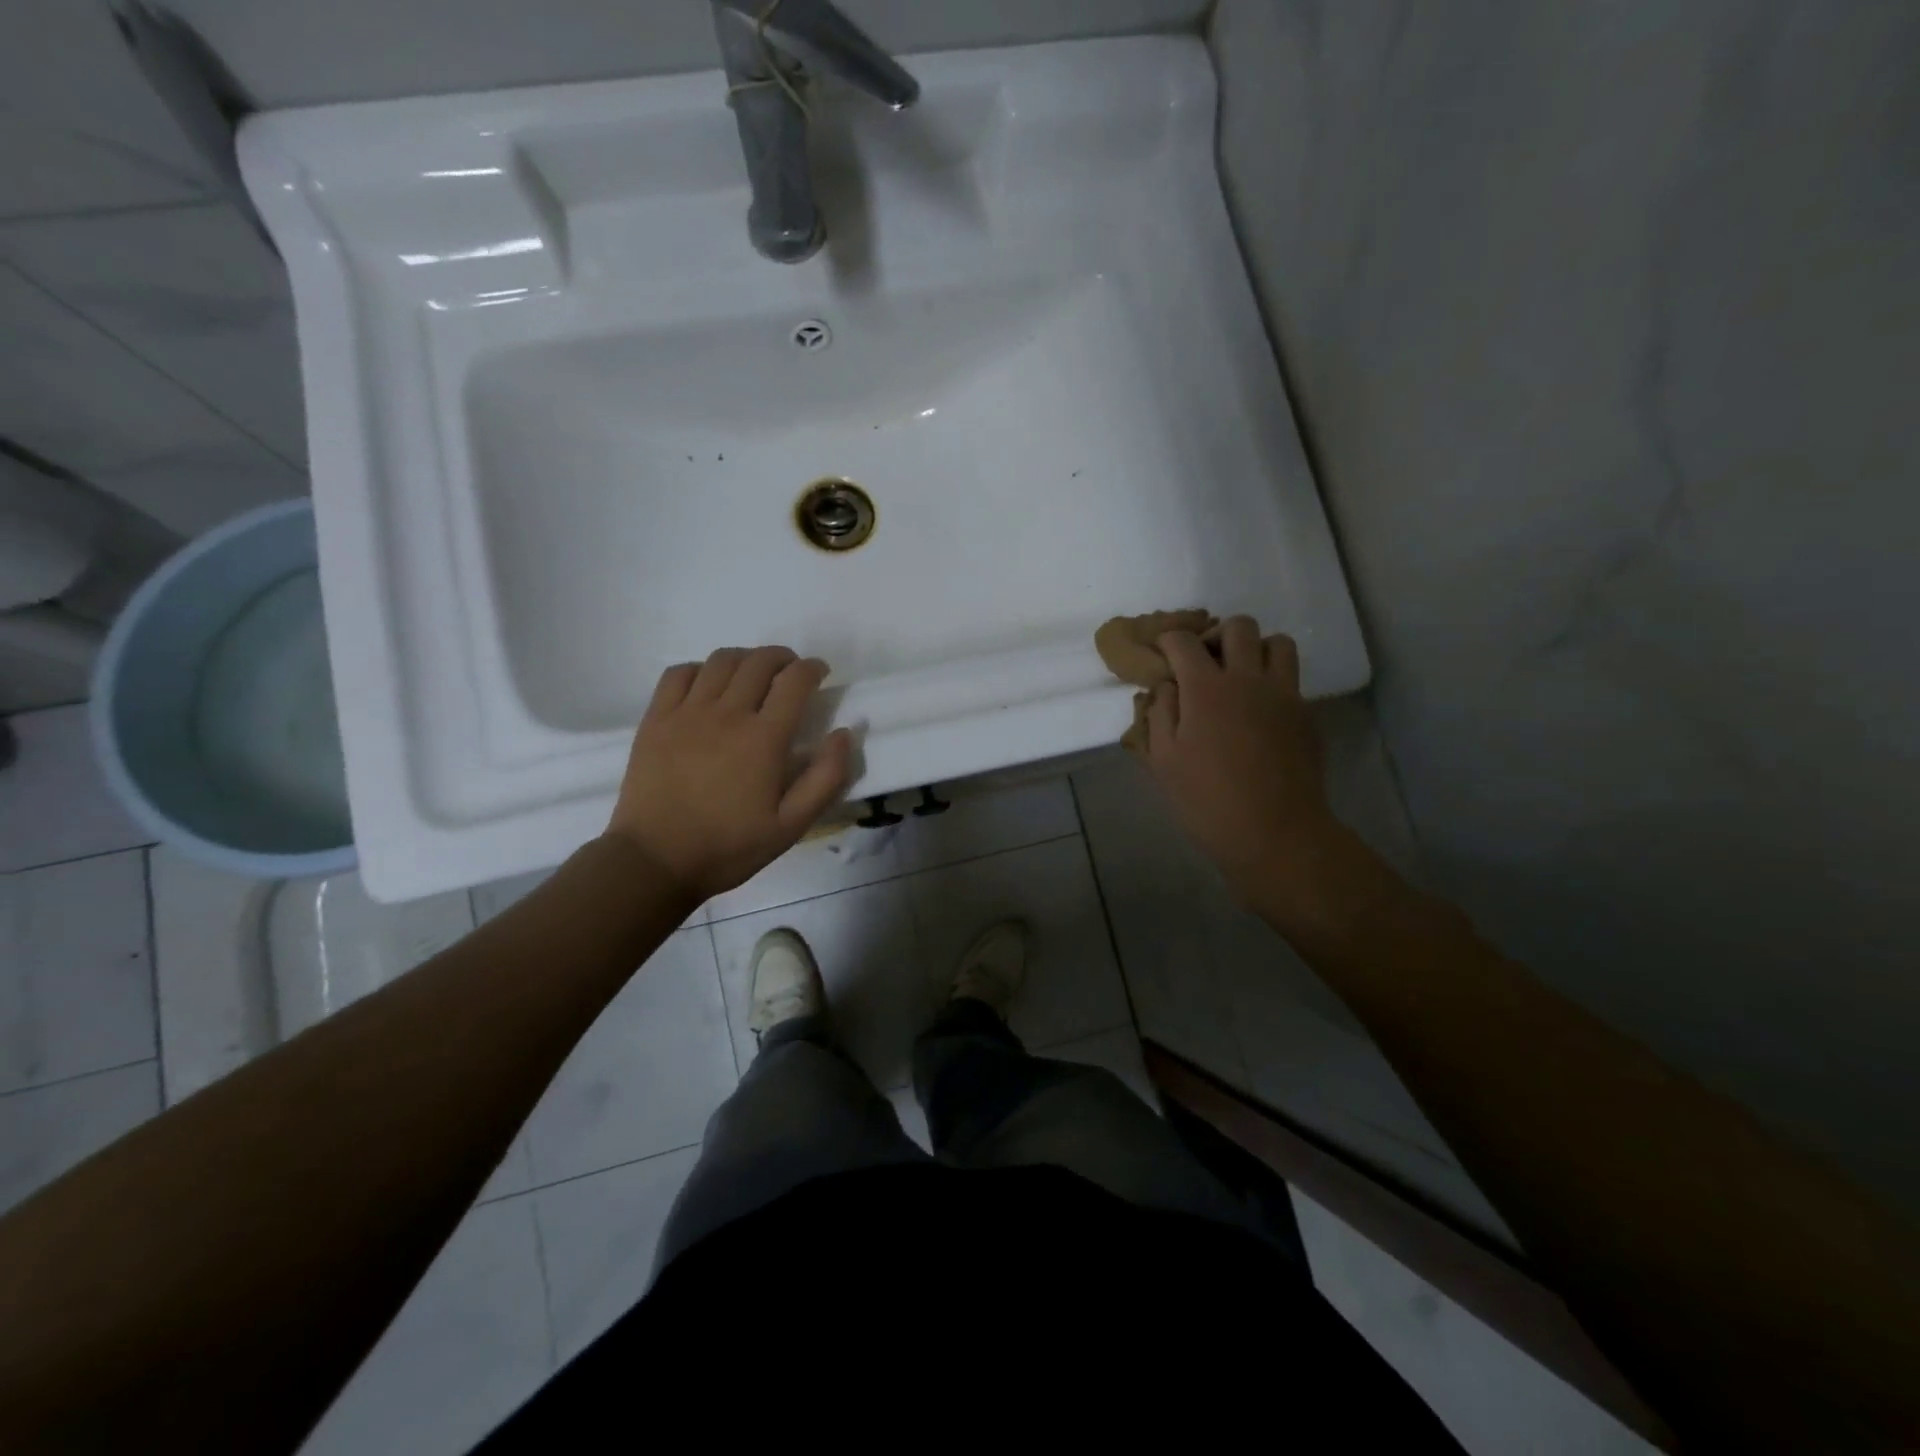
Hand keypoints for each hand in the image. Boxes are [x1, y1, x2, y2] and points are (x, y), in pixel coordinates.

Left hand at [607, 647, 852, 901]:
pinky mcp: (656, 719)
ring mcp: (687, 713)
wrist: (656, 861)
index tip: (820, 674)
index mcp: (765, 739)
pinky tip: (708, 686)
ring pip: (721, 661)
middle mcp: (728, 714)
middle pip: (759, 661)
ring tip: (752, 675)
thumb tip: (844, 733)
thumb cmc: (729, 846)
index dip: (812, 668)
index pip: (795, 680)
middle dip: (782, 658)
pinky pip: (679, 673)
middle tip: (790, 673)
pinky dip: (701, 669)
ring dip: (745, 659)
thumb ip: (826, 777)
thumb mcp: (792, 825)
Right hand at [1136, 617, 1336, 904]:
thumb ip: (1160, 713)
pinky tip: (1259, 709)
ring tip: (1240, 676)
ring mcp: (1283, 694)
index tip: (1163, 654)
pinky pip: (1291, 678)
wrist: (1275, 833)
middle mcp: (1248, 679)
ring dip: (1254, 649)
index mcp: (1206, 688)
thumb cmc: (1207, 800)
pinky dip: (1273, 680)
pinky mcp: (1305, 713)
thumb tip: (1166, 686)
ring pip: (1277, 642)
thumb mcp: (1163, 760)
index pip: (1183, 641)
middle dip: (1215, 635)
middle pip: (1238, 627)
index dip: (1168, 641)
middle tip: (1204, 662)